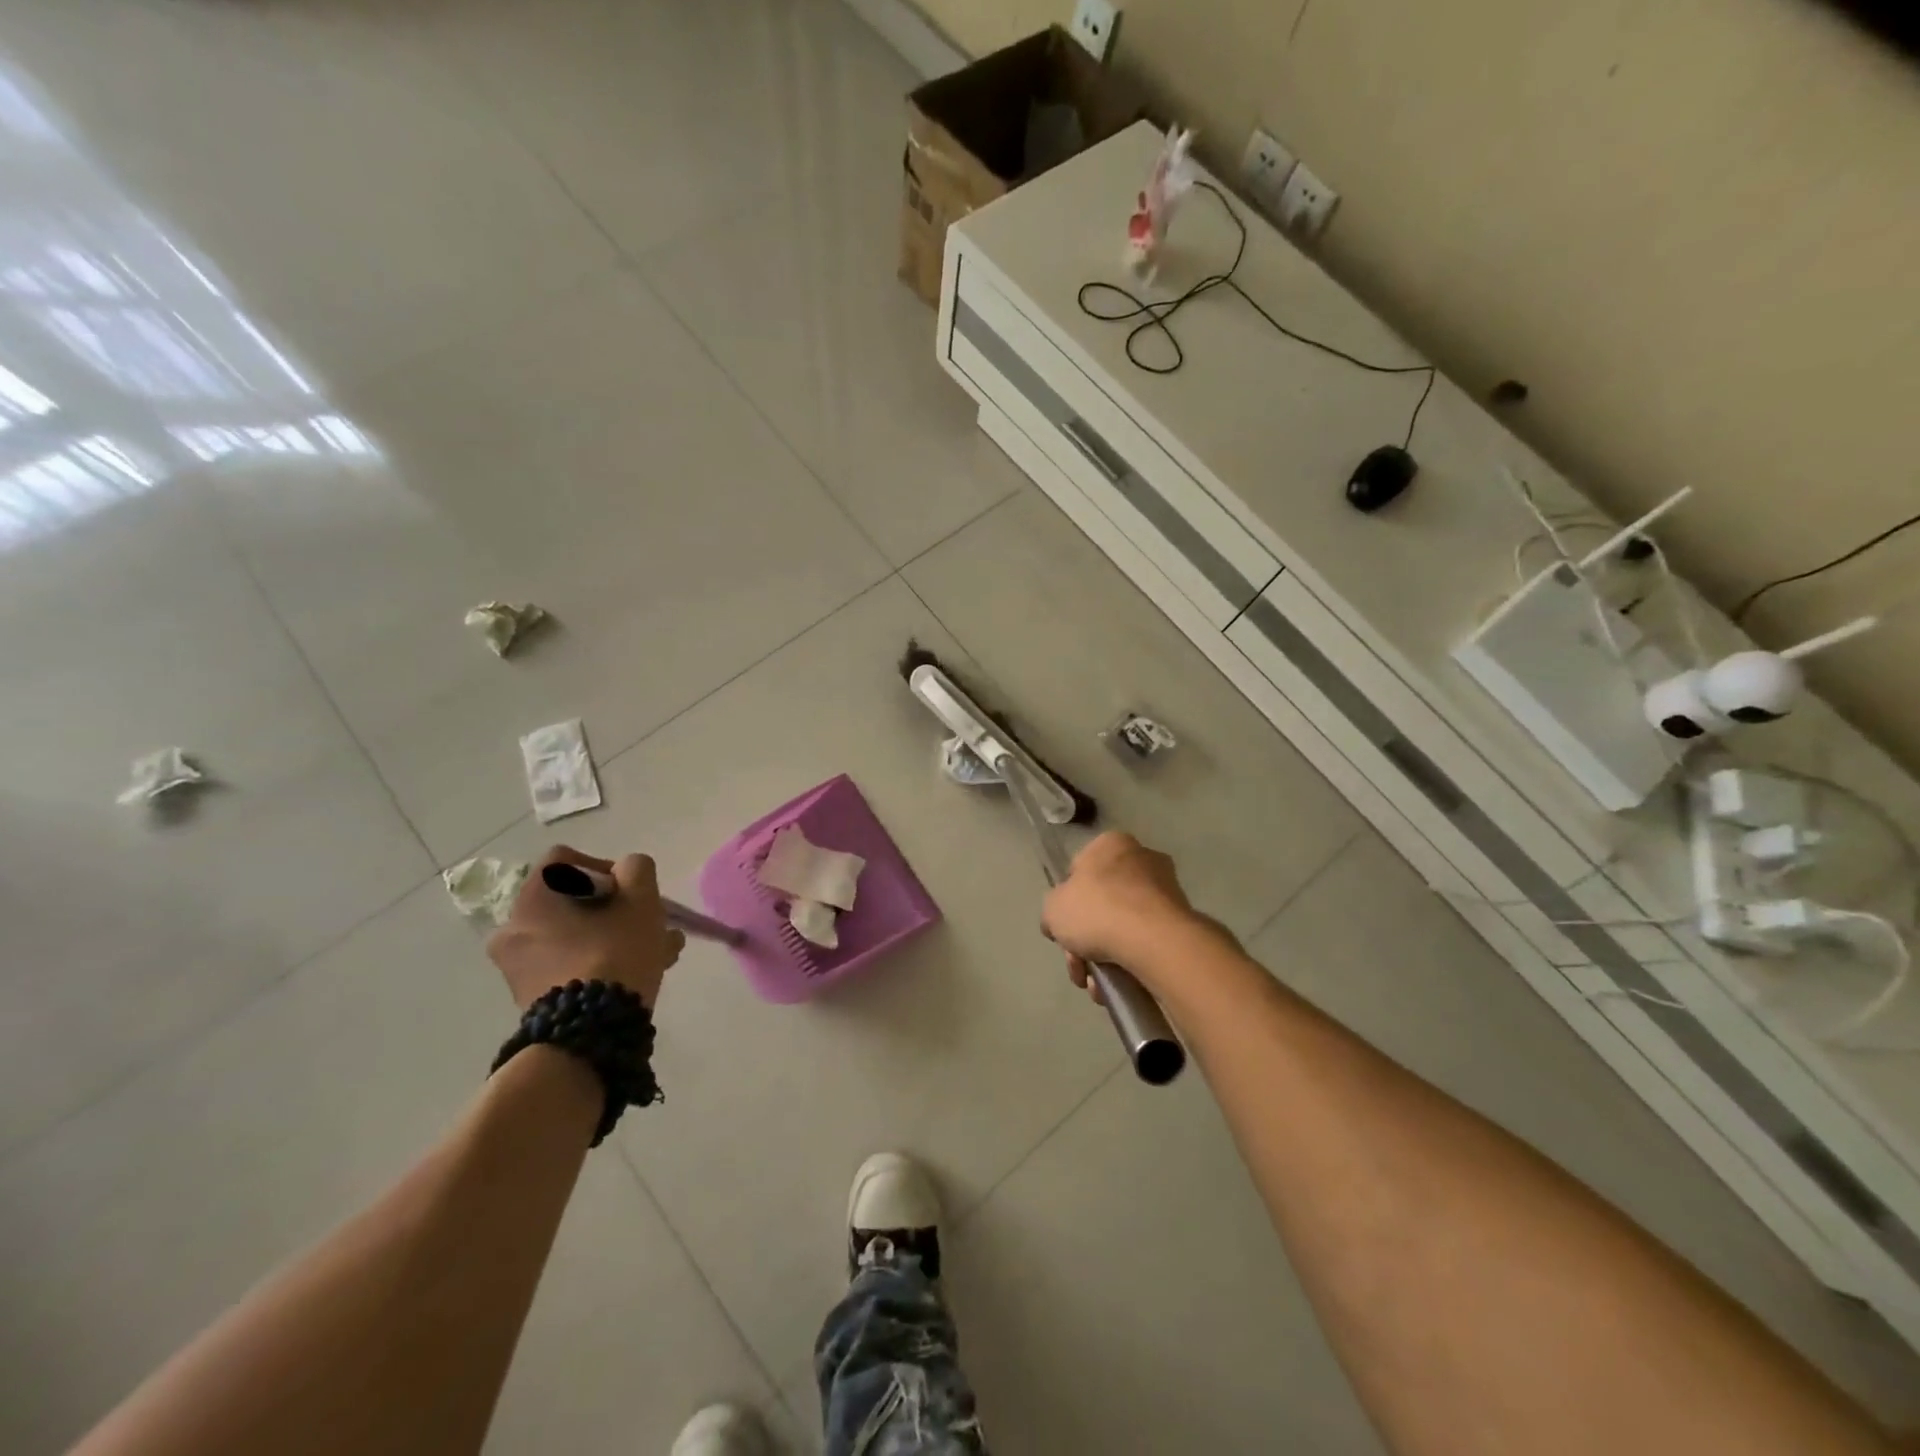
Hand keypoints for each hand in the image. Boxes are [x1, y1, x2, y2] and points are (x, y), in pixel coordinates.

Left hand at [488, 847, 685, 1010]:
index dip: (603, 866)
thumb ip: (636, 869)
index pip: (564, 860)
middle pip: (572, 901)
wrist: (590, 1034)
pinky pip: (568, 963)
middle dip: (616, 910)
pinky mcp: (529, 997)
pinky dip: (598, 961)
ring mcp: (517, 967)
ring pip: (575, 935)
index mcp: (532, 899)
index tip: (629, 891)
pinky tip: (636, 974)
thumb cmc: (614, 954)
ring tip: (657, 952)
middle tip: (647, 924)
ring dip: (614, 936)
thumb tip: (626, 872)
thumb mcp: (640, 900)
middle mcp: (514, 929)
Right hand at [1041, 832, 1208, 998]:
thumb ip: (1053, 913)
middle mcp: (1142, 859)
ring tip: (1098, 986)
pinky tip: (1120, 985)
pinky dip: (1130, 962)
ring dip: (1105, 957)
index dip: (1067, 904)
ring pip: (1123, 926)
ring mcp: (1166, 890)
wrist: (1154, 940)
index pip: (1079, 871)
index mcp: (1111, 844)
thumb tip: (1060, 924)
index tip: (1065, 931)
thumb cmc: (1098, 910)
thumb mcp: (1053, 909)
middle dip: (1085, 941)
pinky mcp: (1182, 920)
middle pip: (1102, 904)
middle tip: (1079, 967)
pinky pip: (1145, 941)